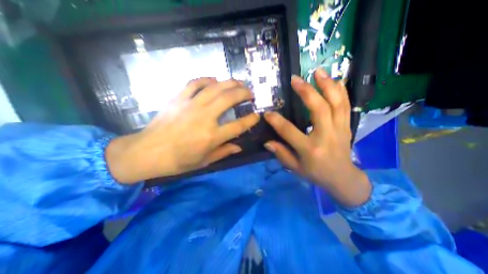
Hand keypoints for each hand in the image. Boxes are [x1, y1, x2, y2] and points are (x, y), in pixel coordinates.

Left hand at [106, 77, 258, 183]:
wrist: (147, 152)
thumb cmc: (178, 161)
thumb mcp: (204, 161)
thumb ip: (223, 152)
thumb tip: (239, 147)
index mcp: (212, 136)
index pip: (238, 125)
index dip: (251, 120)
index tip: (257, 115)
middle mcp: (205, 117)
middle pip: (229, 99)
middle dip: (244, 93)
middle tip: (250, 93)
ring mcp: (191, 105)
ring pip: (215, 87)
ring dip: (230, 83)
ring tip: (239, 83)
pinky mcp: (179, 98)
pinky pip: (195, 83)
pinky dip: (206, 79)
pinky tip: (214, 80)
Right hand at [263, 69, 369, 204]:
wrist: (342, 178)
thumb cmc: (315, 173)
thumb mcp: (295, 168)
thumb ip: (281, 154)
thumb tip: (267, 142)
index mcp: (310, 149)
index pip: (290, 131)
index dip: (276, 121)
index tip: (267, 113)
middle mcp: (326, 136)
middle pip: (319, 109)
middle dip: (306, 92)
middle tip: (295, 79)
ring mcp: (339, 129)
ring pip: (336, 103)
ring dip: (327, 85)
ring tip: (317, 71)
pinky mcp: (347, 126)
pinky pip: (345, 105)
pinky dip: (341, 91)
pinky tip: (335, 79)